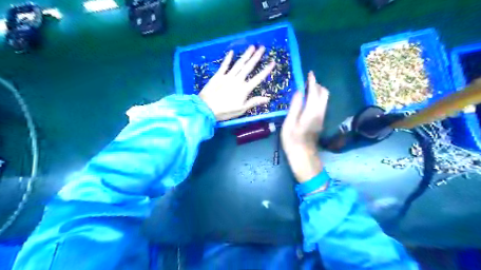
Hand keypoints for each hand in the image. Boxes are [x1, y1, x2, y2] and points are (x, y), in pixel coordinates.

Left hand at [198, 46, 273, 121]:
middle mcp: (238, 80)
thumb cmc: (225, 111)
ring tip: (252, 46)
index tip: (273, 62)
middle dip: (256, 57)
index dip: (266, 70)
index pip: (258, 78)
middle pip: (249, 67)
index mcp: (244, 89)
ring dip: (245, 55)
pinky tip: (231, 52)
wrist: (206, 108)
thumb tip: (268, 98)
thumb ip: (254, 102)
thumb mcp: (241, 109)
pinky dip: (228, 58)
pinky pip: (224, 65)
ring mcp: (227, 76)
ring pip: (238, 64)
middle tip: (262, 47)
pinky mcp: (218, 76)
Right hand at [281, 71, 328, 183]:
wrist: (303, 156)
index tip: (309, 73)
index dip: (312, 81)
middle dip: (317, 85)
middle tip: (306, 82)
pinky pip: (321, 104)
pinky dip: (317, 98)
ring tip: (306, 89)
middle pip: (324, 93)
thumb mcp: (289, 123)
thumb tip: (298, 91)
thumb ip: (295, 106)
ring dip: (317, 91)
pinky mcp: (320, 121)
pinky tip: (308, 101)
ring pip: (324, 99)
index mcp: (312, 110)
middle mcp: (320, 112)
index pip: (314, 91)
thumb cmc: (293, 140)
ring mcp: (322, 117)